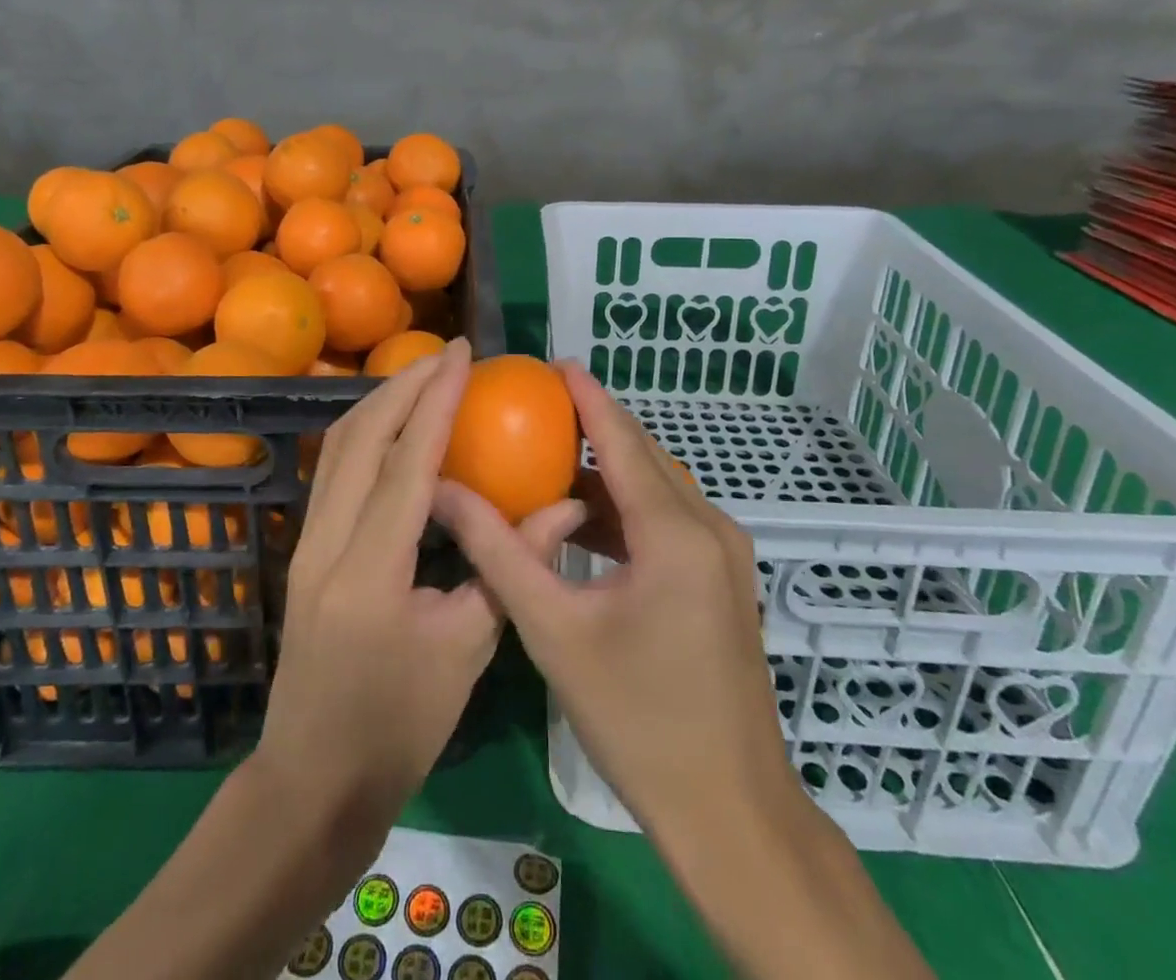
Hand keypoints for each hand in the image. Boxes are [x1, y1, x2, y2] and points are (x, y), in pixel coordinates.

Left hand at [249, 337, 572, 852]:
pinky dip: (365, 434)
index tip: (462, 356)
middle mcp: (327, 542)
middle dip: (403, 386)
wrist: (312, 781)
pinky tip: (395, 428)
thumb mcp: (466, 650)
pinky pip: (333, 471)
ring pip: (337, 448)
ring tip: (423, 378)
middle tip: (447, 355)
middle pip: (359, 438)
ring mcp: (306, 543)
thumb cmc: (397, 729)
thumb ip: (509, 566)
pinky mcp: (304, 549)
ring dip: (380, 404)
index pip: (406, 463)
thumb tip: (564, 507)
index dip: (436, 402)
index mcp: (370, 571)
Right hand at [432, 361, 790, 840]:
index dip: (587, 396)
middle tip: (537, 408)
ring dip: (608, 472)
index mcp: (674, 531)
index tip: (553, 363)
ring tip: (548, 459)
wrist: (731, 812)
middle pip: (644, 456)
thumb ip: (497, 551)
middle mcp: (710, 527)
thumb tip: (444, 492)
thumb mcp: (553, 629)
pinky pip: (670, 521)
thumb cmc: (637, 719)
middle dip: (593, 426)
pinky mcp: (725, 581)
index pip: (622, 439)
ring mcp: (725, 555)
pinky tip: (584, 523)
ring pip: (658, 489)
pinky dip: (626, 511)